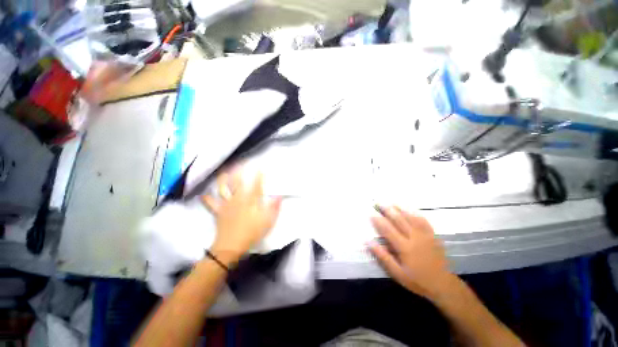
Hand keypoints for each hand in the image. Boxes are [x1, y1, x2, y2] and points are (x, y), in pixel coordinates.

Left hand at [202, 170, 281, 264]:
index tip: (261, 167)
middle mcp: (238, 199)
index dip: (259, 176)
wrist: (231, 246)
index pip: (257, 185)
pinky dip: (206, 199)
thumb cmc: (252, 233)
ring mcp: (227, 205)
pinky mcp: (218, 212)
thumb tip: (280, 196)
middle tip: (240, 163)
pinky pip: (211, 204)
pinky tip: (203, 194)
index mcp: (251, 201)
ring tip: (223, 173)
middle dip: (240, 171)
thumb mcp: (268, 221)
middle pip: (238, 182)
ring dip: (223, 179)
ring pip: (223, 189)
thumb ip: (274, 208)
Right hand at [368, 206, 453, 298]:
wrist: (443, 285)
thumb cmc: (417, 280)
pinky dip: (416, 214)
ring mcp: (425, 236)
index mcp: (404, 248)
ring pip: (411, 218)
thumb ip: (383, 257)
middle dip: (388, 210)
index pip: (388, 230)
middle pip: (399, 220)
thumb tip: (369, 242)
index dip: (379, 221)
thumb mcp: (397, 273)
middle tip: (379, 202)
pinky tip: (410, 209)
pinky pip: (424, 221)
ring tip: (391, 202)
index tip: (371, 213)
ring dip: (400, 209)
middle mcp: (414, 238)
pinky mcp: (433, 236)